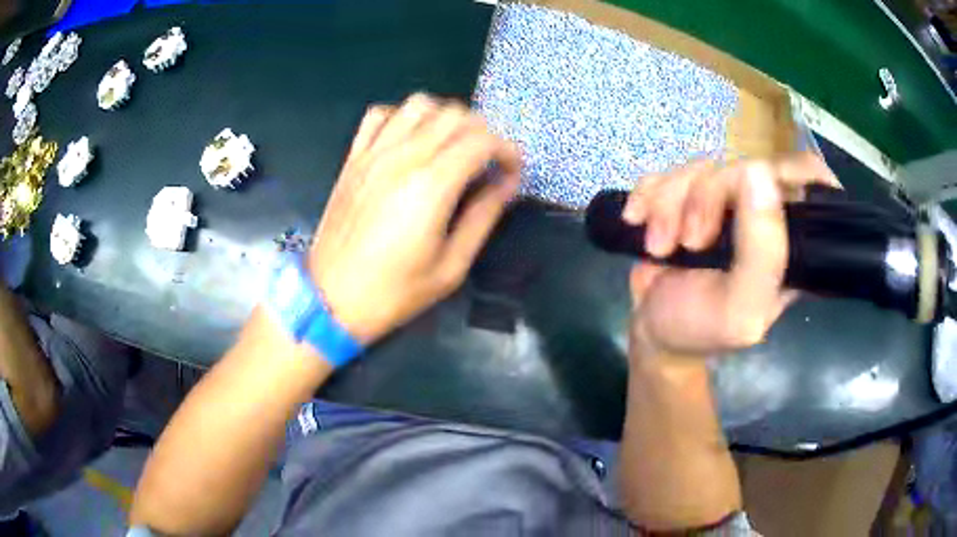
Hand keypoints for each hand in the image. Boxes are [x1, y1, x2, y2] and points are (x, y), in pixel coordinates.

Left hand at [309, 94, 520, 343]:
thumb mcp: (451, 266)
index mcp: (431, 186)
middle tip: (486, 162)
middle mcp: (402, 158)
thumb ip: (483, 217)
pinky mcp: (353, 158)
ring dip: (444, 118)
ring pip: (419, 104)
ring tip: (451, 146)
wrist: (330, 299)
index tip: (511, 173)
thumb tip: (508, 184)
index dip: (507, 151)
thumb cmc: (393, 292)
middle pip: (454, 114)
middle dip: (482, 132)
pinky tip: (410, 141)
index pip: (482, 140)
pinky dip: (402, 117)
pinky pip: (379, 115)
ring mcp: (373, 154)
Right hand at [622, 153, 838, 359]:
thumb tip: (759, 173)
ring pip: (701, 166)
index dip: (784, 170)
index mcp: (791, 239)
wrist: (654, 332)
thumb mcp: (740, 309)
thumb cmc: (702, 329)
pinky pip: (668, 171)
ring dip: (669, 204)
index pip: (807, 176)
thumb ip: (762, 254)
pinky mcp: (688, 195)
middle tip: (689, 242)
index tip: (752, 189)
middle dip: (706, 198)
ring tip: (660, 246)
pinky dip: (647, 195)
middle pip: (743, 164)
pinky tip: (637, 221)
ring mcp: (723, 201)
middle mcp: (762, 212)